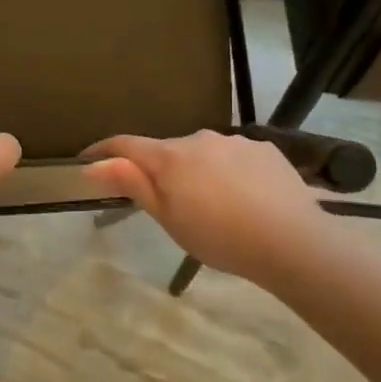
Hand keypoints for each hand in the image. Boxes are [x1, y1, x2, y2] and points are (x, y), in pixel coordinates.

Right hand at [85, 129, 328, 283]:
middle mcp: (199, 139)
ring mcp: (235, 141)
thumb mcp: (168, 218)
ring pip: (202, 152)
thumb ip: (132, 184)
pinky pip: (234, 156)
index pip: (125, 144)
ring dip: (197, 170)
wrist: (293, 242)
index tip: (87, 160)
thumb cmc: (219, 237)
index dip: (103, 150)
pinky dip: (229, 171)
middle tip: (168, 202)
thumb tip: (93, 164)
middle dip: (159, 169)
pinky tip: (244, 197)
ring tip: (212, 203)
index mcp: (169, 157)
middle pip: (166, 150)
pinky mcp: (265, 149)